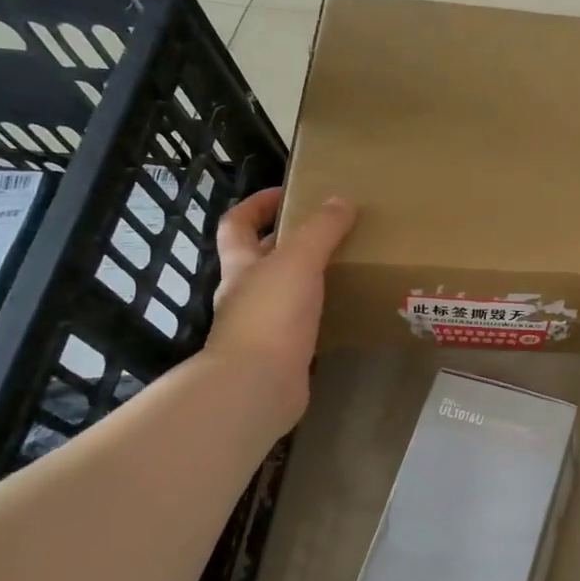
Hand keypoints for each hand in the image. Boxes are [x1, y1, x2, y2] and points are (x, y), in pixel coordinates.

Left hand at [206, 187, 356, 426]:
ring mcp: (260, 327)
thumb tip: (342, 201)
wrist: (258, 385)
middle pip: (259, 259)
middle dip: (286, 243)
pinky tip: (343, 312)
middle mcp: (244, 294)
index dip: (256, 205)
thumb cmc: (272, 315)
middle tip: (328, 233)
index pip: (236, 224)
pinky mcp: (280, 354)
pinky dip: (318, 314)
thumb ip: (321, 230)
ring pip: (281, 293)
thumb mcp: (299, 260)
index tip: (287, 195)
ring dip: (305, 280)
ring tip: (343, 269)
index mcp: (240, 266)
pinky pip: (299, 325)